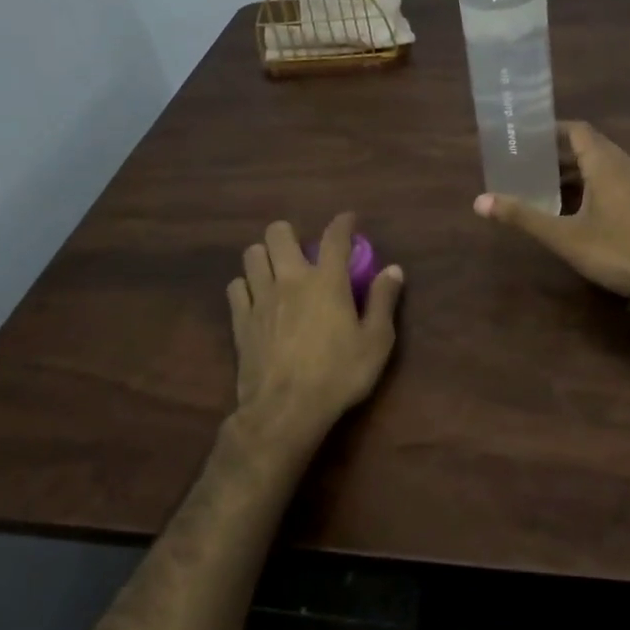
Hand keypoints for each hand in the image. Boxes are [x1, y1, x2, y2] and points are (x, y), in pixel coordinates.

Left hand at [227, 213, 404, 446]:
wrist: (285, 410)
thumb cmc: (338, 375)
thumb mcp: (376, 342)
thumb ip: (383, 301)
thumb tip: (393, 270)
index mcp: (327, 281)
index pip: (334, 237)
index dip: (342, 222)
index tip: (348, 219)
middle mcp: (291, 279)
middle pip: (278, 234)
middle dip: (289, 233)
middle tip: (302, 251)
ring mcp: (261, 298)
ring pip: (252, 255)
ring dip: (265, 256)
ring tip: (276, 271)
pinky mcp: (241, 320)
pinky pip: (236, 287)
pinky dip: (246, 286)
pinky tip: (256, 298)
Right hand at [474, 120, 629, 295]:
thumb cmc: (614, 249)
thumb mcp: (563, 236)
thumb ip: (523, 216)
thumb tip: (479, 201)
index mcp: (606, 164)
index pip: (578, 130)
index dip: (553, 130)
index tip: (529, 137)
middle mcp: (627, 165)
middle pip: (591, 147)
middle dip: (560, 153)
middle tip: (531, 164)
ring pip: (606, 165)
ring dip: (579, 171)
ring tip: (550, 186)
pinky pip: (618, 181)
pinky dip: (596, 184)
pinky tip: (581, 209)